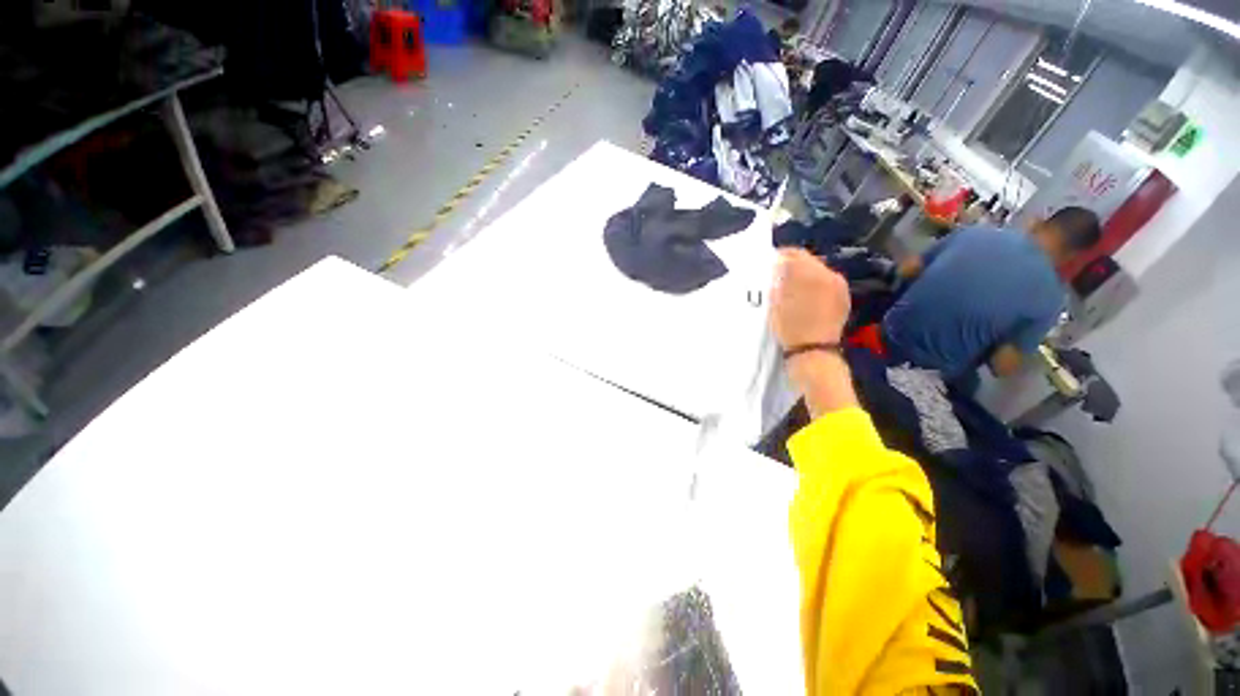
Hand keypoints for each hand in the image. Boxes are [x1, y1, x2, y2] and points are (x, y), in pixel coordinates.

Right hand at [770, 248, 849, 349]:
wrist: (814, 351)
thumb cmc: (790, 327)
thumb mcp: (776, 302)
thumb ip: (778, 280)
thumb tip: (778, 266)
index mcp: (809, 273)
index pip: (794, 253)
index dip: (781, 256)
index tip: (771, 262)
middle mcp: (828, 274)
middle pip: (809, 260)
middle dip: (794, 265)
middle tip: (779, 275)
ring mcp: (839, 286)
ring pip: (819, 271)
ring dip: (805, 275)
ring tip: (792, 287)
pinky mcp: (843, 297)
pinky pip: (827, 283)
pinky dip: (816, 285)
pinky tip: (806, 297)